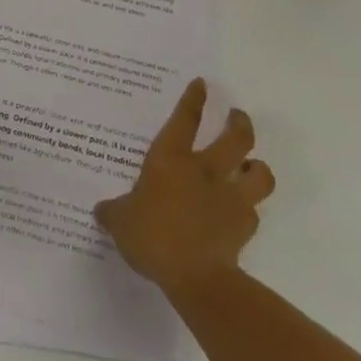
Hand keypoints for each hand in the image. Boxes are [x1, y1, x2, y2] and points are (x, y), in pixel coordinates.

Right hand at [95, 78, 274, 294]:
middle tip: (237, 116)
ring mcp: (230, 196)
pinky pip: (253, 211)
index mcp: (171, 160)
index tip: (202, 84)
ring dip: (257, 166)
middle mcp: (204, 170)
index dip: (193, 99)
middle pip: (235, 137)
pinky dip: (249, 209)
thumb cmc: (152, 237)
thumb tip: (101, 209)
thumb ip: (113, 211)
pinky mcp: (245, 225)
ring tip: (252, 165)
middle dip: (239, 122)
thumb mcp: (120, 222)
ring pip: (258, 171)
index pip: (185, 120)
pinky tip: (241, 213)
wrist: (195, 276)